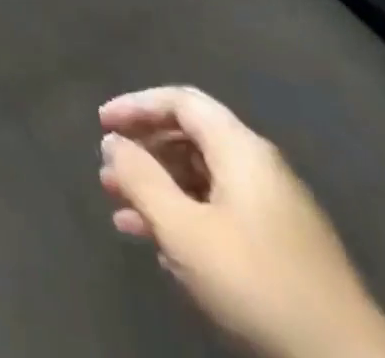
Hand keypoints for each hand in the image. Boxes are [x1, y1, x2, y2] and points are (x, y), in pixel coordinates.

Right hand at [98, 87, 384, 357]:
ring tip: (123, 216)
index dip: (136, 106)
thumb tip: (113, 142)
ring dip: (160, 192)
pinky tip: (164, 250)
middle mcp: (261, 168)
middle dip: (144, 154)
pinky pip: (221, 213)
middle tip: (108, 175)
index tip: (101, 124)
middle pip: (190, 139)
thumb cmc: (257, 283)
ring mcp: (276, 211)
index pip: (181, 101)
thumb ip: (141, 178)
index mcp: (242, 149)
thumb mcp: (184, 229)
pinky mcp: (283, 250)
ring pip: (203, 181)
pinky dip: (186, 219)